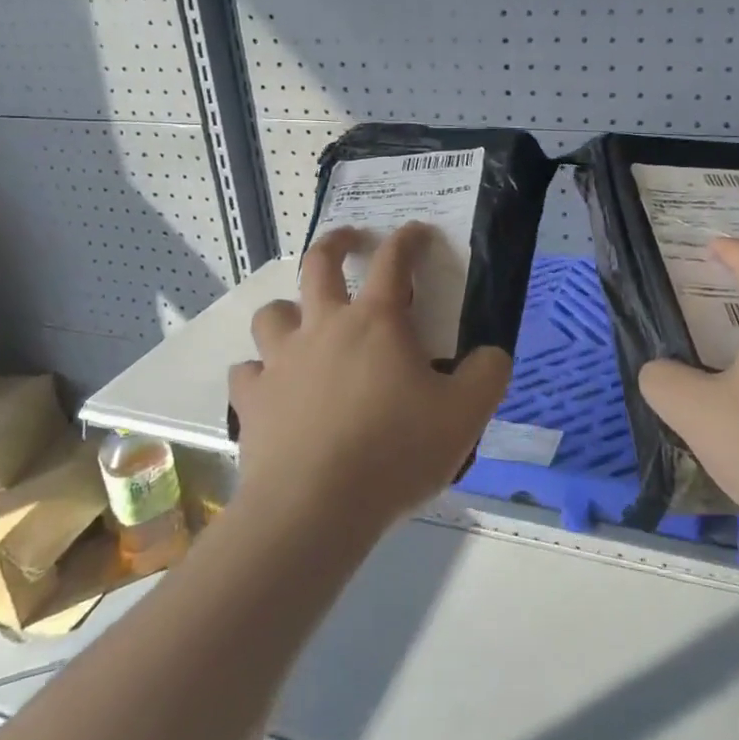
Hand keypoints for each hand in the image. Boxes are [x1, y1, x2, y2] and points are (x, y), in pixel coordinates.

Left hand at [227, 222, 511, 533]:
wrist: (314, 508)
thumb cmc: (394, 453)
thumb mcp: (465, 416)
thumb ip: (488, 375)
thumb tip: (491, 354)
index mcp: (376, 322)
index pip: (395, 261)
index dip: (408, 239)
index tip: (416, 231)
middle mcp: (323, 327)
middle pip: (319, 264)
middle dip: (336, 243)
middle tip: (349, 240)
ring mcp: (281, 361)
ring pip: (272, 313)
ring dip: (287, 310)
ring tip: (300, 323)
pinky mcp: (253, 399)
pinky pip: (247, 372)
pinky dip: (260, 372)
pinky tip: (272, 387)